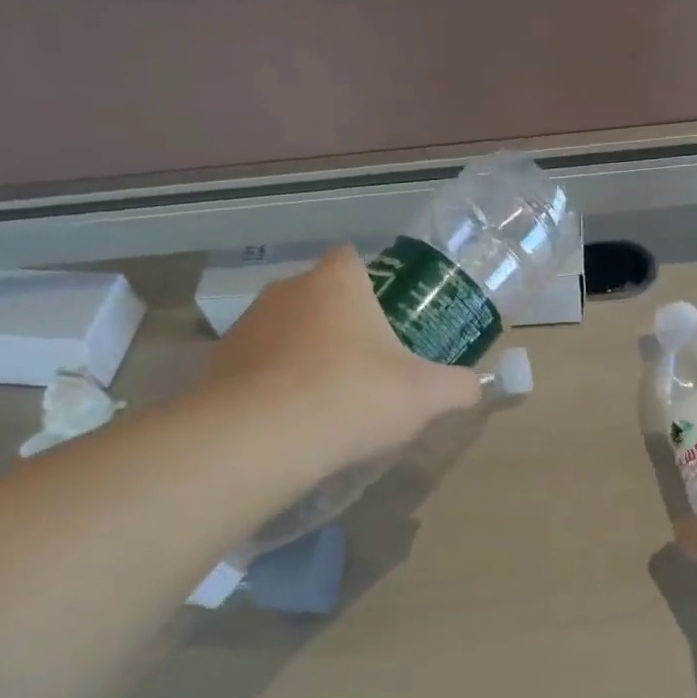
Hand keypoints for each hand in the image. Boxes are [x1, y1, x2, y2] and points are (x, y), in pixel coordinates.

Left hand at [204, 246, 482, 473]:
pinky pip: (257, 364)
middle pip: (320, 296)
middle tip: (366, 367)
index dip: (371, 286)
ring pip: (286, 330)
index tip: (386, 321)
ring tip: (326, 400)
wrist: (263, 439)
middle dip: (340, 325)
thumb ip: (459, 386)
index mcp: (337, 283)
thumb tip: (476, 386)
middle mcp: (287, 290)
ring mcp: (248, 325)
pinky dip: (273, 383)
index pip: (352, 259)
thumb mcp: (426, 396)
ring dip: (304, 353)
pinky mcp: (220, 362)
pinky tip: (290, 419)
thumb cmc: (354, 397)